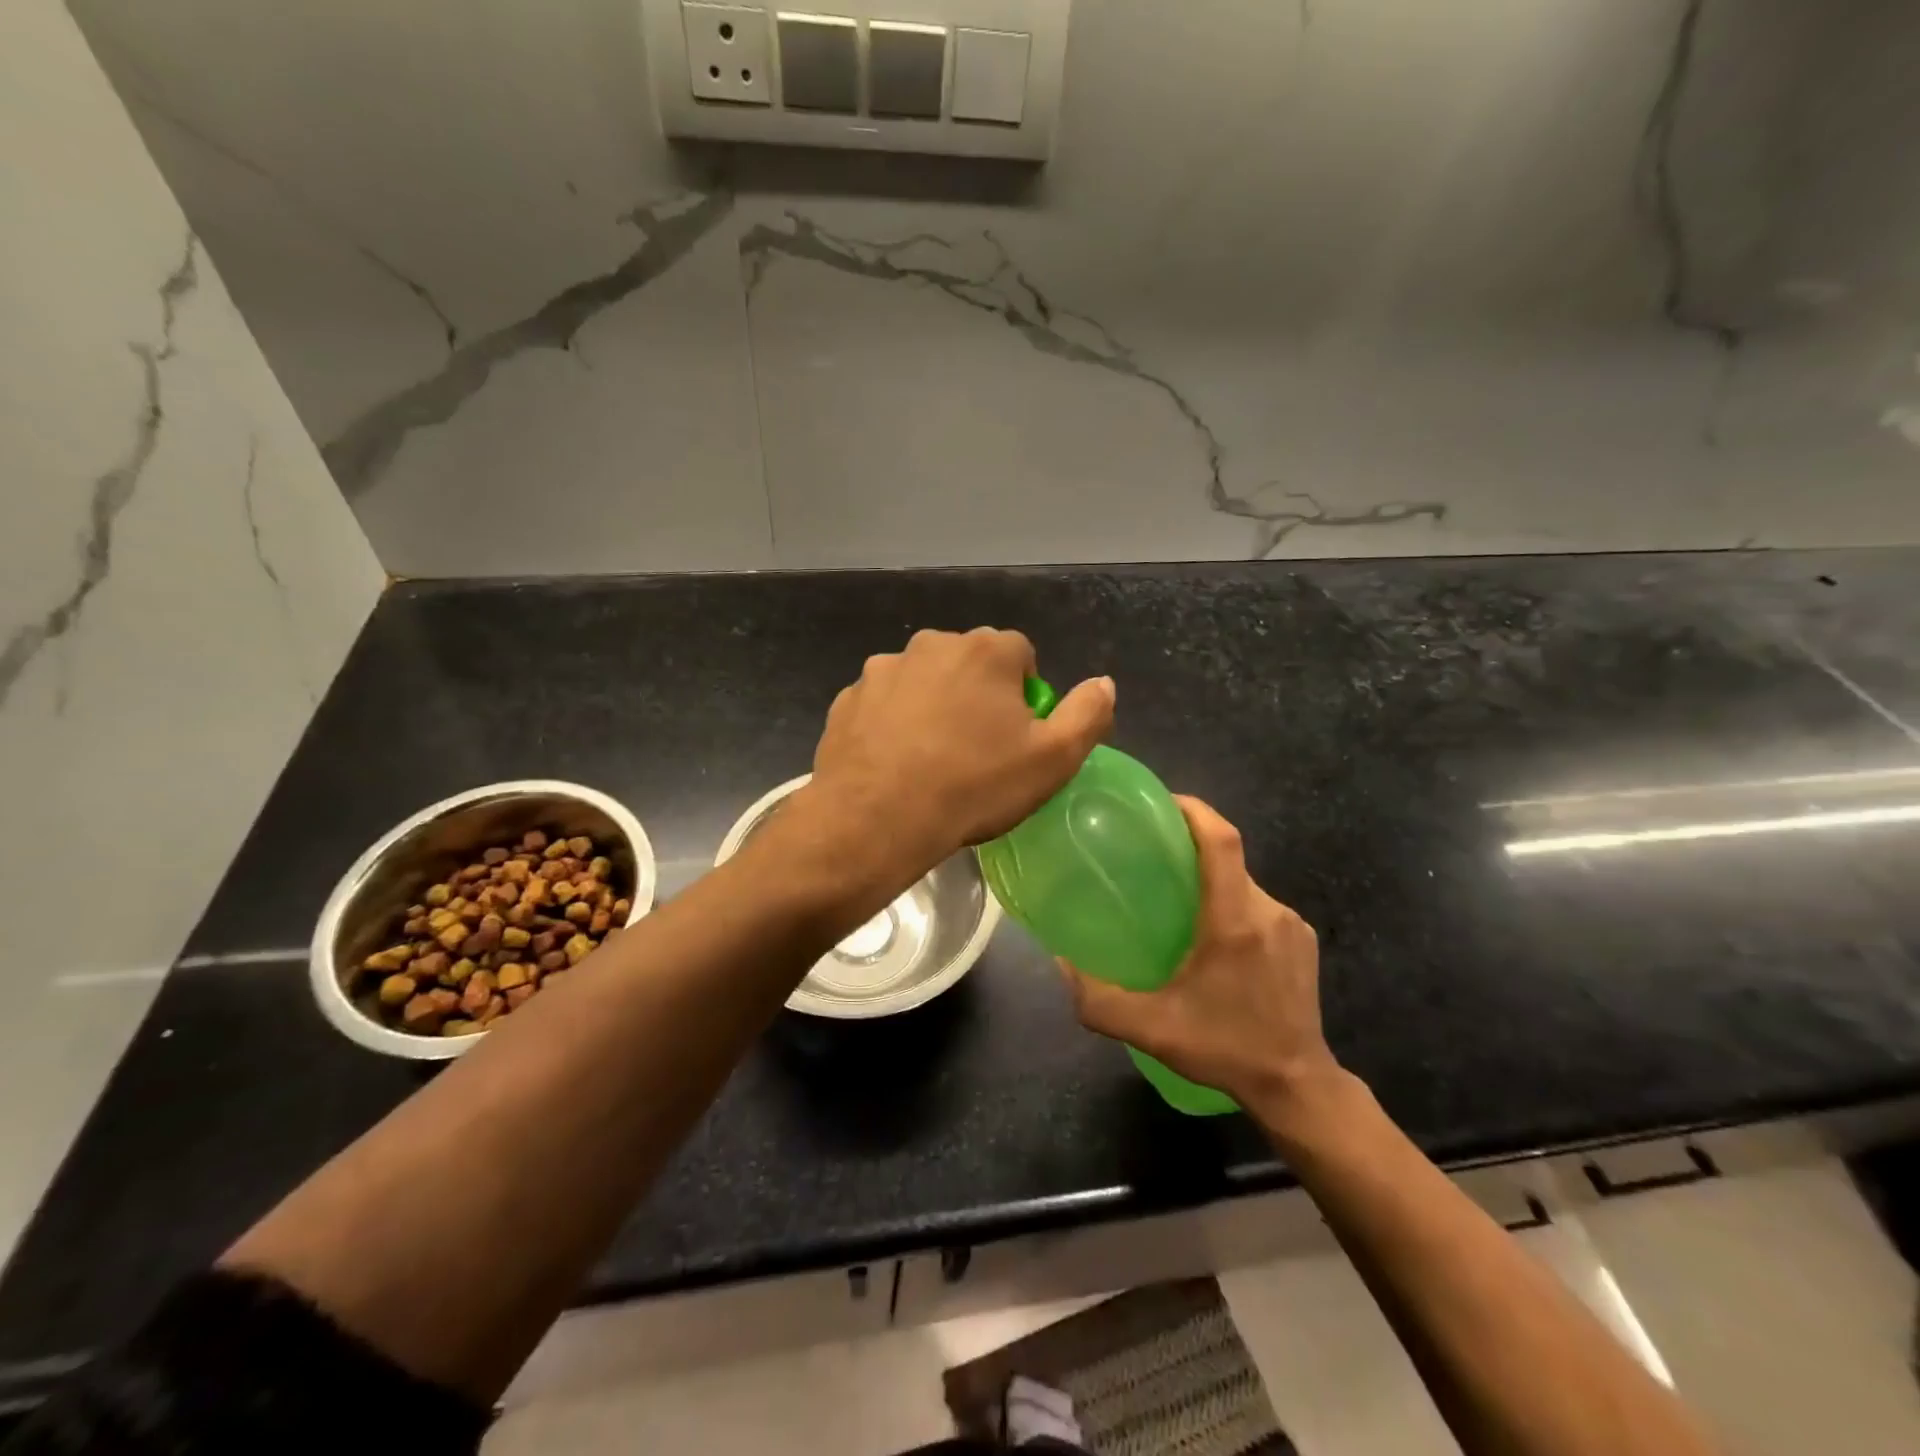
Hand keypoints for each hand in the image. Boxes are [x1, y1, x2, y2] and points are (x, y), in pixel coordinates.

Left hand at [797, 628, 1113, 898]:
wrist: (876, 818)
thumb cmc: (974, 786)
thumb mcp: (1053, 760)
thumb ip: (1087, 714)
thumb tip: (1103, 683)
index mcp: (986, 650)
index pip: (1020, 655)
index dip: (1024, 695)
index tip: (1016, 736)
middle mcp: (931, 644)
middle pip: (969, 663)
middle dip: (978, 695)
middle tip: (977, 750)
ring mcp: (883, 669)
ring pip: (922, 682)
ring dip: (932, 706)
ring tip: (931, 760)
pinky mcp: (847, 698)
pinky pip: (883, 704)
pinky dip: (892, 723)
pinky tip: (894, 763)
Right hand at [1061, 796, 1343, 1126]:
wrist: (1299, 1086)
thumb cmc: (1225, 1048)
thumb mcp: (1151, 1029)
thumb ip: (1098, 999)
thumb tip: (1060, 964)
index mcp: (1234, 921)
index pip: (1221, 841)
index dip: (1194, 811)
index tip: (1163, 801)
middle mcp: (1268, 912)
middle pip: (1229, 858)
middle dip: (1193, 847)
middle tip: (1153, 856)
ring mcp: (1291, 926)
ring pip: (1244, 883)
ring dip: (1212, 881)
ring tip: (1177, 898)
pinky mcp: (1302, 942)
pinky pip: (1260, 906)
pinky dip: (1233, 904)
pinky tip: (1212, 936)